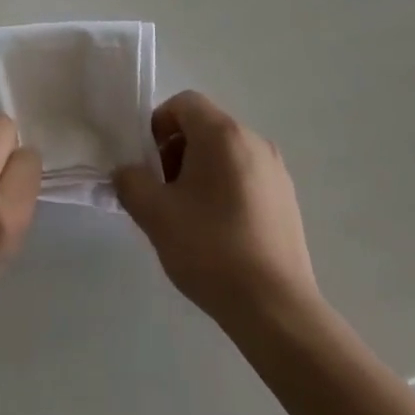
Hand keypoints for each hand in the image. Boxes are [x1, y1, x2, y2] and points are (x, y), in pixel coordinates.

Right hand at [113, 91, 319, 327]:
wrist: (276, 310)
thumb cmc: (211, 250)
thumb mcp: (156, 215)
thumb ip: (131, 183)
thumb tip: (126, 172)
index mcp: (223, 133)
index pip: (184, 103)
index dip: (159, 124)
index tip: (149, 163)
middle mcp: (253, 140)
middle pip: (205, 127)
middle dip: (178, 151)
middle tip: (164, 192)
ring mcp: (275, 170)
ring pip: (226, 153)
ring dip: (201, 171)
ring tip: (189, 217)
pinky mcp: (287, 199)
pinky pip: (247, 176)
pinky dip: (226, 188)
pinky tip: (219, 233)